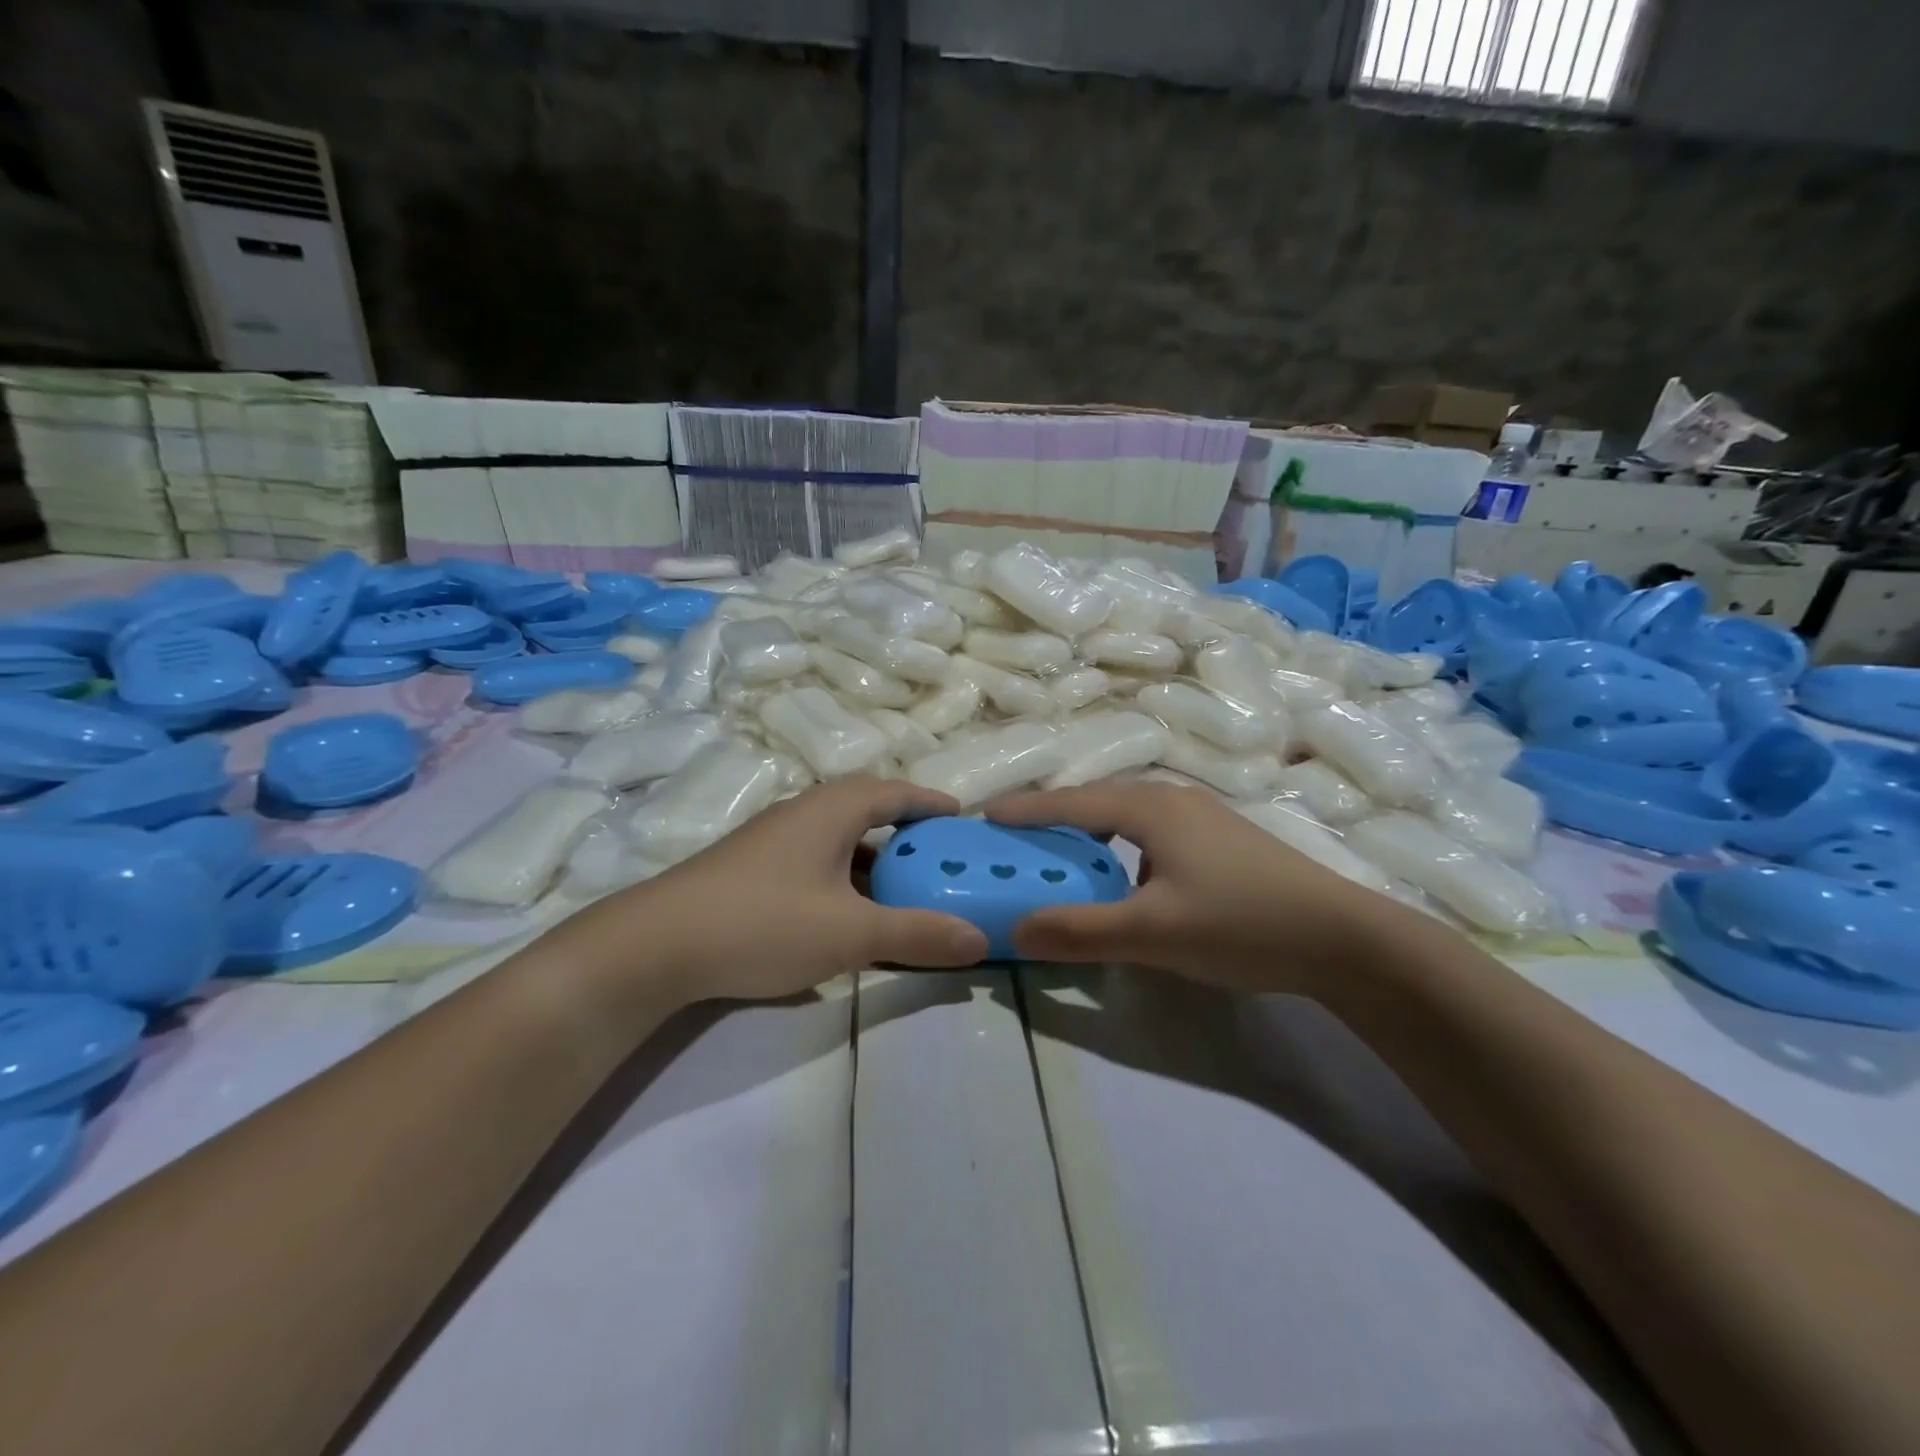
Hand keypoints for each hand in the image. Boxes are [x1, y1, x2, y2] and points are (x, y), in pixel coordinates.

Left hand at [585, 777, 989, 1001]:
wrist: (656, 946)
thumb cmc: (765, 922)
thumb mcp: (851, 933)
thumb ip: (917, 934)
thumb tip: (980, 940)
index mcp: (832, 809)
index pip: (896, 792)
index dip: (931, 802)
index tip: (963, 817)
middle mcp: (803, 814)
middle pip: (868, 812)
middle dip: (907, 833)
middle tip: (940, 859)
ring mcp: (773, 841)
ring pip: (838, 841)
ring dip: (874, 861)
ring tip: (903, 890)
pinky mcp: (752, 871)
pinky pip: (815, 864)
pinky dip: (844, 881)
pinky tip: (847, 916)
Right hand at [988, 781, 1392, 991]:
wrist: (1343, 937)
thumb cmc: (1240, 922)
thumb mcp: (1152, 933)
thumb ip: (1080, 931)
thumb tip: (1016, 930)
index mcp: (1150, 808)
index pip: (1071, 803)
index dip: (1026, 810)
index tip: (985, 815)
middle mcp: (1172, 799)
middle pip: (1097, 800)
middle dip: (1053, 817)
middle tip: (1016, 838)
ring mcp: (1201, 816)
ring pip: (1126, 815)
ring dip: (1089, 831)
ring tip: (1062, 855)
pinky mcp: (1220, 839)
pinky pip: (1150, 831)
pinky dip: (1120, 845)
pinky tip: (1124, 876)